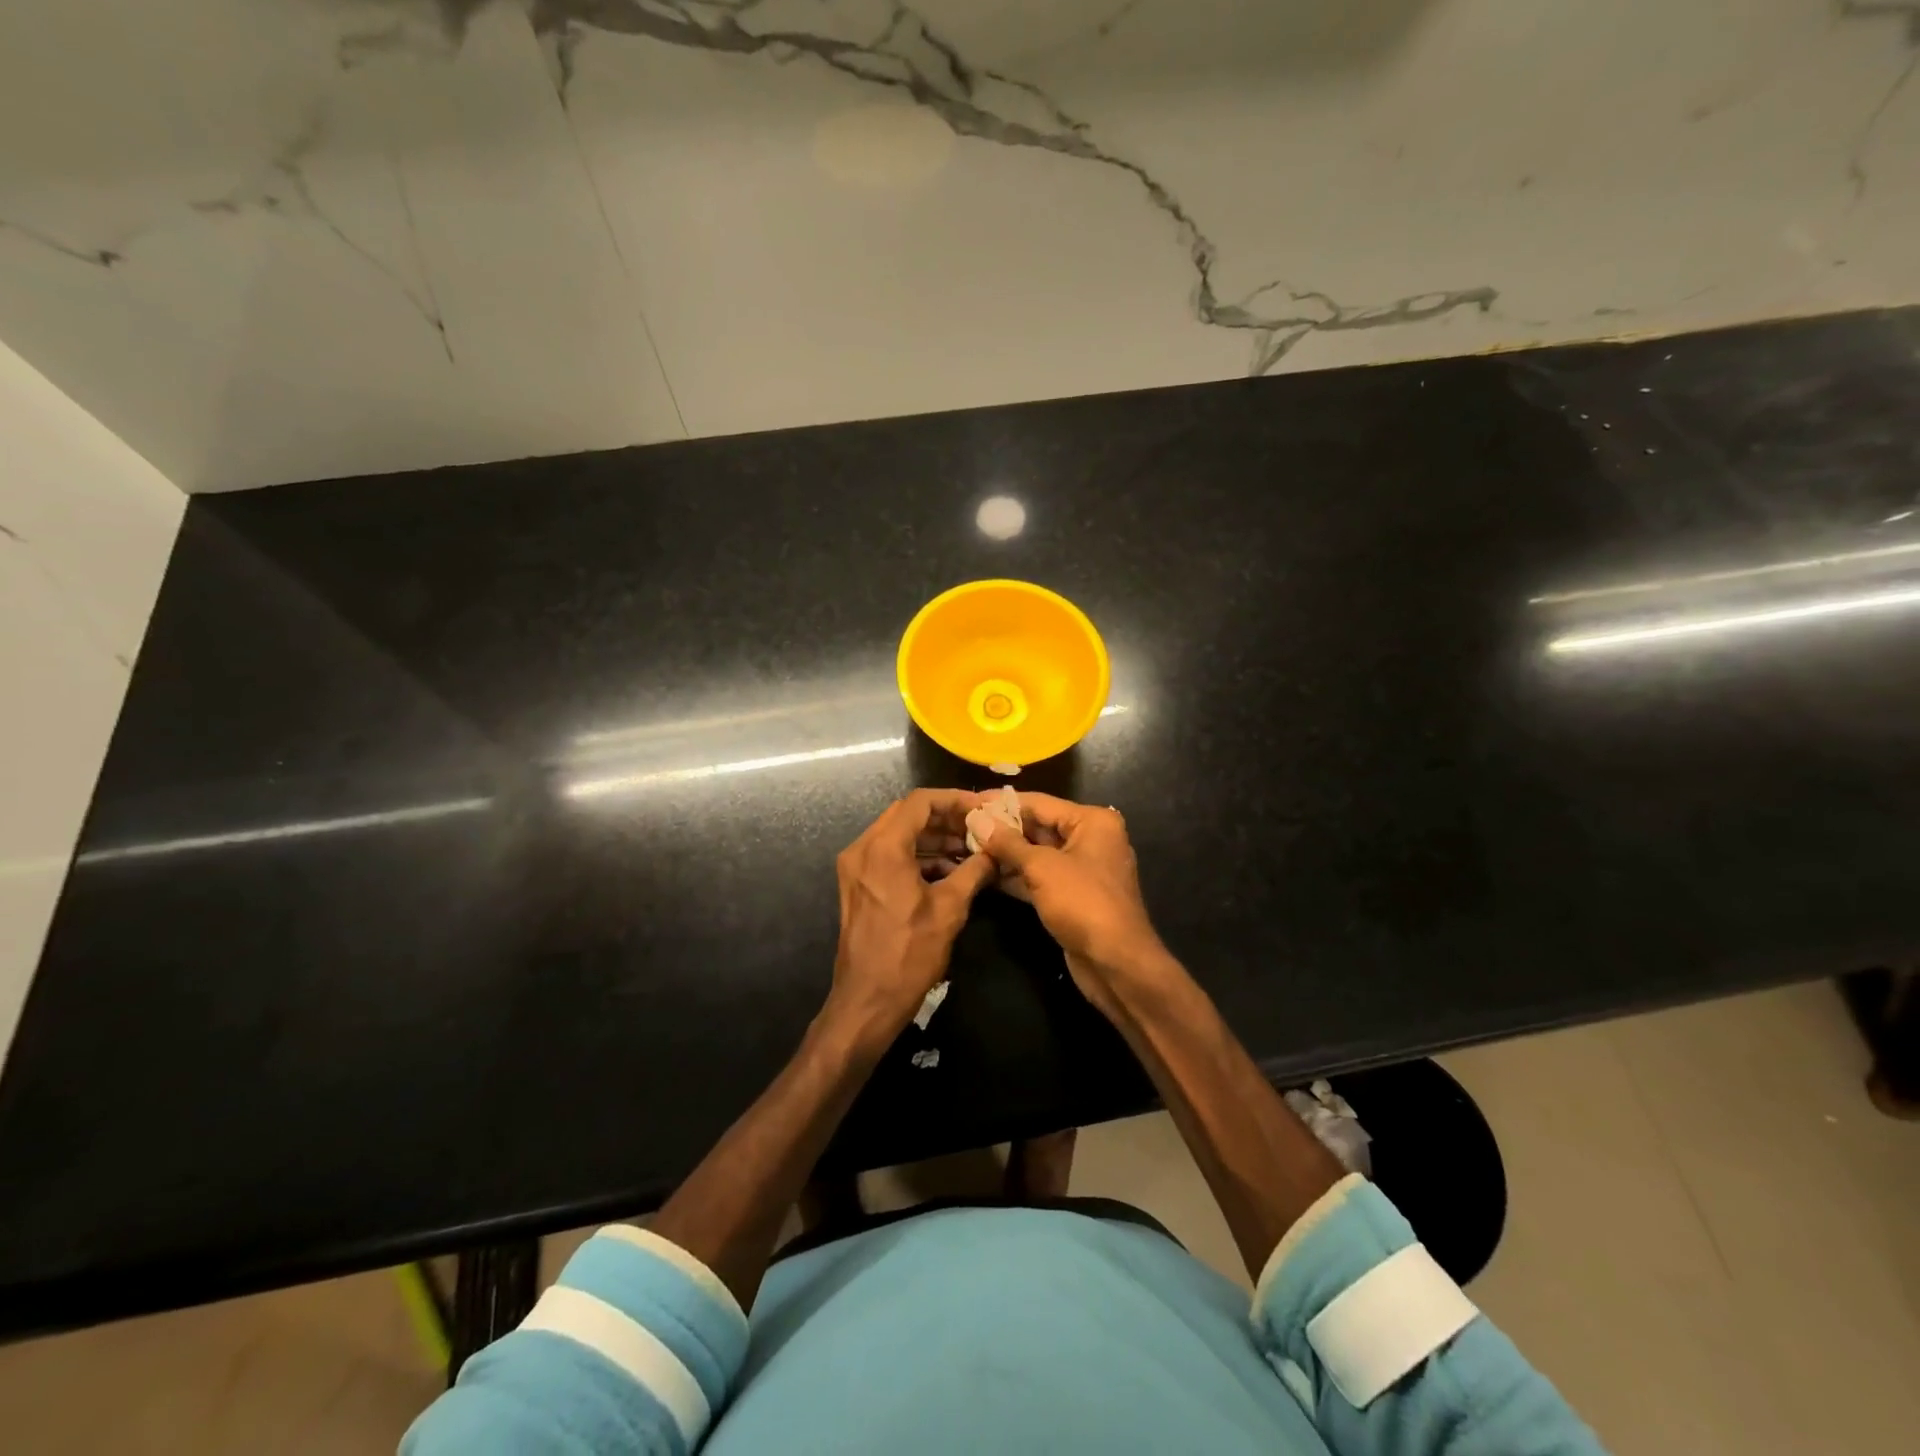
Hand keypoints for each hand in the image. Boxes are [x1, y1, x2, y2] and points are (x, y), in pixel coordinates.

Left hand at [827, 790, 996, 1046]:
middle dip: (945, 818)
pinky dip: (918, 856)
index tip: (982, 809)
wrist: (867, 1001)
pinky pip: (890, 855)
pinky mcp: (858, 885)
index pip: (920, 802)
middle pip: (907, 815)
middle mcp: (863, 849)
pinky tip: (949, 871)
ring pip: (899, 835)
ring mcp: (856, 867)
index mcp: (882, 848)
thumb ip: (975, 871)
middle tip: (979, 829)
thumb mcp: (950, 909)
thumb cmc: (908, 954)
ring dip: (933, 838)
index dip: (954, 800)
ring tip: (971, 851)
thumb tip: (997, 852)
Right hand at [964, 794, 1169, 1016]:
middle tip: (963, 826)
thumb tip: (977, 819)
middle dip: (1002, 829)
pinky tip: (984, 873)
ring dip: (1005, 853)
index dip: (1002, 802)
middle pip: (1039, 826)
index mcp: (1092, 821)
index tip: (970, 801)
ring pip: (1037, 854)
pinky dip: (1016, 875)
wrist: (1115, 963)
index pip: (1040, 803)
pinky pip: (1040, 877)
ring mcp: (1082, 869)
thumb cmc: (1082, 903)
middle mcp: (1090, 839)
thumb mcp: (1041, 868)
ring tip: (966, 847)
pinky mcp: (1073, 895)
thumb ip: (1007, 843)